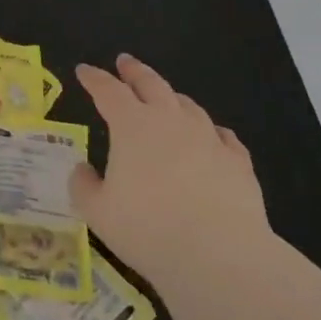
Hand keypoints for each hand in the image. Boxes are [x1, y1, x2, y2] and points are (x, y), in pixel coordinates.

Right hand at [70, 53, 268, 288]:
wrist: (220, 256)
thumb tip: (82, 170)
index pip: (108, 91)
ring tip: (167, 97)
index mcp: (132, 126)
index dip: (93, 79)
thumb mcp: (97, 212)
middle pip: (151, 84)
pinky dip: (211, 131)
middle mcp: (170, 121)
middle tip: (125, 62)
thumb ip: (84, 186)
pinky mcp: (238, 163)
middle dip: (134, 71)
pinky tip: (213, 135)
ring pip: (188, 106)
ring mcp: (208, 139)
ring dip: (172, 97)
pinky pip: (223, 137)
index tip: (83, 71)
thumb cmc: (147, 229)